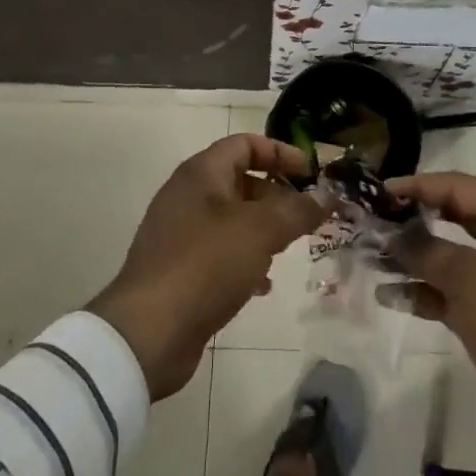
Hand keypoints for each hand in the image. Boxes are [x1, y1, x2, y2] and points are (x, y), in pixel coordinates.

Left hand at [88, 134, 329, 399]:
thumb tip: (326, 197)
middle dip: (277, 195)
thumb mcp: (260, 231)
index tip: (311, 173)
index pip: (246, 144)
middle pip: (240, 180)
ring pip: (232, 219)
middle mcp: (188, 195)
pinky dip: (245, 259)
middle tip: (308, 215)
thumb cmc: (206, 264)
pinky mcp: (179, 268)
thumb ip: (297, 210)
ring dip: (264, 229)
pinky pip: (220, 252)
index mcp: (201, 173)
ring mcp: (180, 233)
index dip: (280, 153)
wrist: (149, 332)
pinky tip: (264, 285)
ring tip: (291, 248)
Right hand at [384, 171, 475, 475]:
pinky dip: (424, 292)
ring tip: (371, 256)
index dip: (419, 186)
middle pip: (455, 218)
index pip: (460, 187)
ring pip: (450, 258)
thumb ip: (426, 250)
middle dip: (414, 220)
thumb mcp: (470, 280)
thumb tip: (392, 234)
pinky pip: (452, 293)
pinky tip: (389, 294)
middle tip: (372, 219)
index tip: (379, 191)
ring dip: (413, 258)